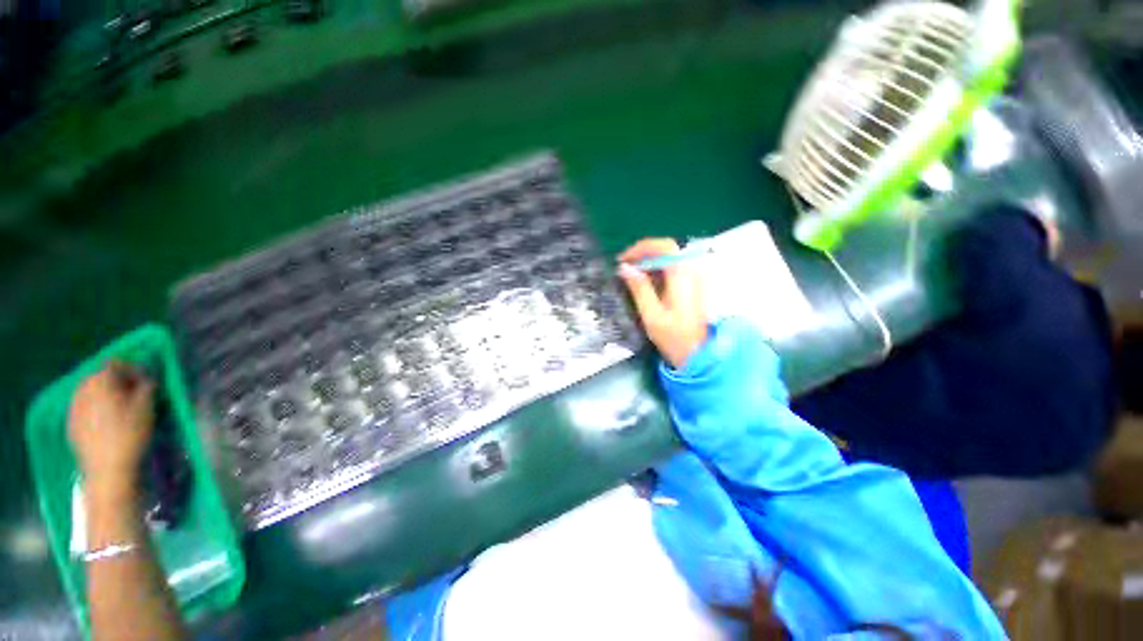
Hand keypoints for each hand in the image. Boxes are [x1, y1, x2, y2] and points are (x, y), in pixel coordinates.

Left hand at [68, 362, 154, 495]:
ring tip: (121, 409)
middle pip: (99, 377)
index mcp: (99, 381)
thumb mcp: (146, 407)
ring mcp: (73, 408)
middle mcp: (82, 389)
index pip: (115, 363)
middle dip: (117, 382)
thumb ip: (146, 387)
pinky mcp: (71, 424)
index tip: (146, 380)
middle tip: (134, 394)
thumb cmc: (130, 434)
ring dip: (106, 395)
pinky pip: (84, 408)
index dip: (133, 368)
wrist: (107, 470)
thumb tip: (146, 380)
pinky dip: (97, 409)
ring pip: (90, 393)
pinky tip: (107, 423)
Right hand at [618, 238, 708, 368]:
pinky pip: (674, 269)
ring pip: (670, 258)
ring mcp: (695, 278)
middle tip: (624, 266)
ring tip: (630, 274)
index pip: (664, 247)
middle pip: (667, 250)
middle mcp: (692, 271)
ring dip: (649, 262)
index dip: (641, 248)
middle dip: (643, 254)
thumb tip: (624, 268)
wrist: (698, 355)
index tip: (623, 259)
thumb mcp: (651, 314)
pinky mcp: (693, 286)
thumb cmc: (674, 337)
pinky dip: (657, 270)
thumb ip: (639, 288)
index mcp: (682, 276)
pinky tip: (645, 282)